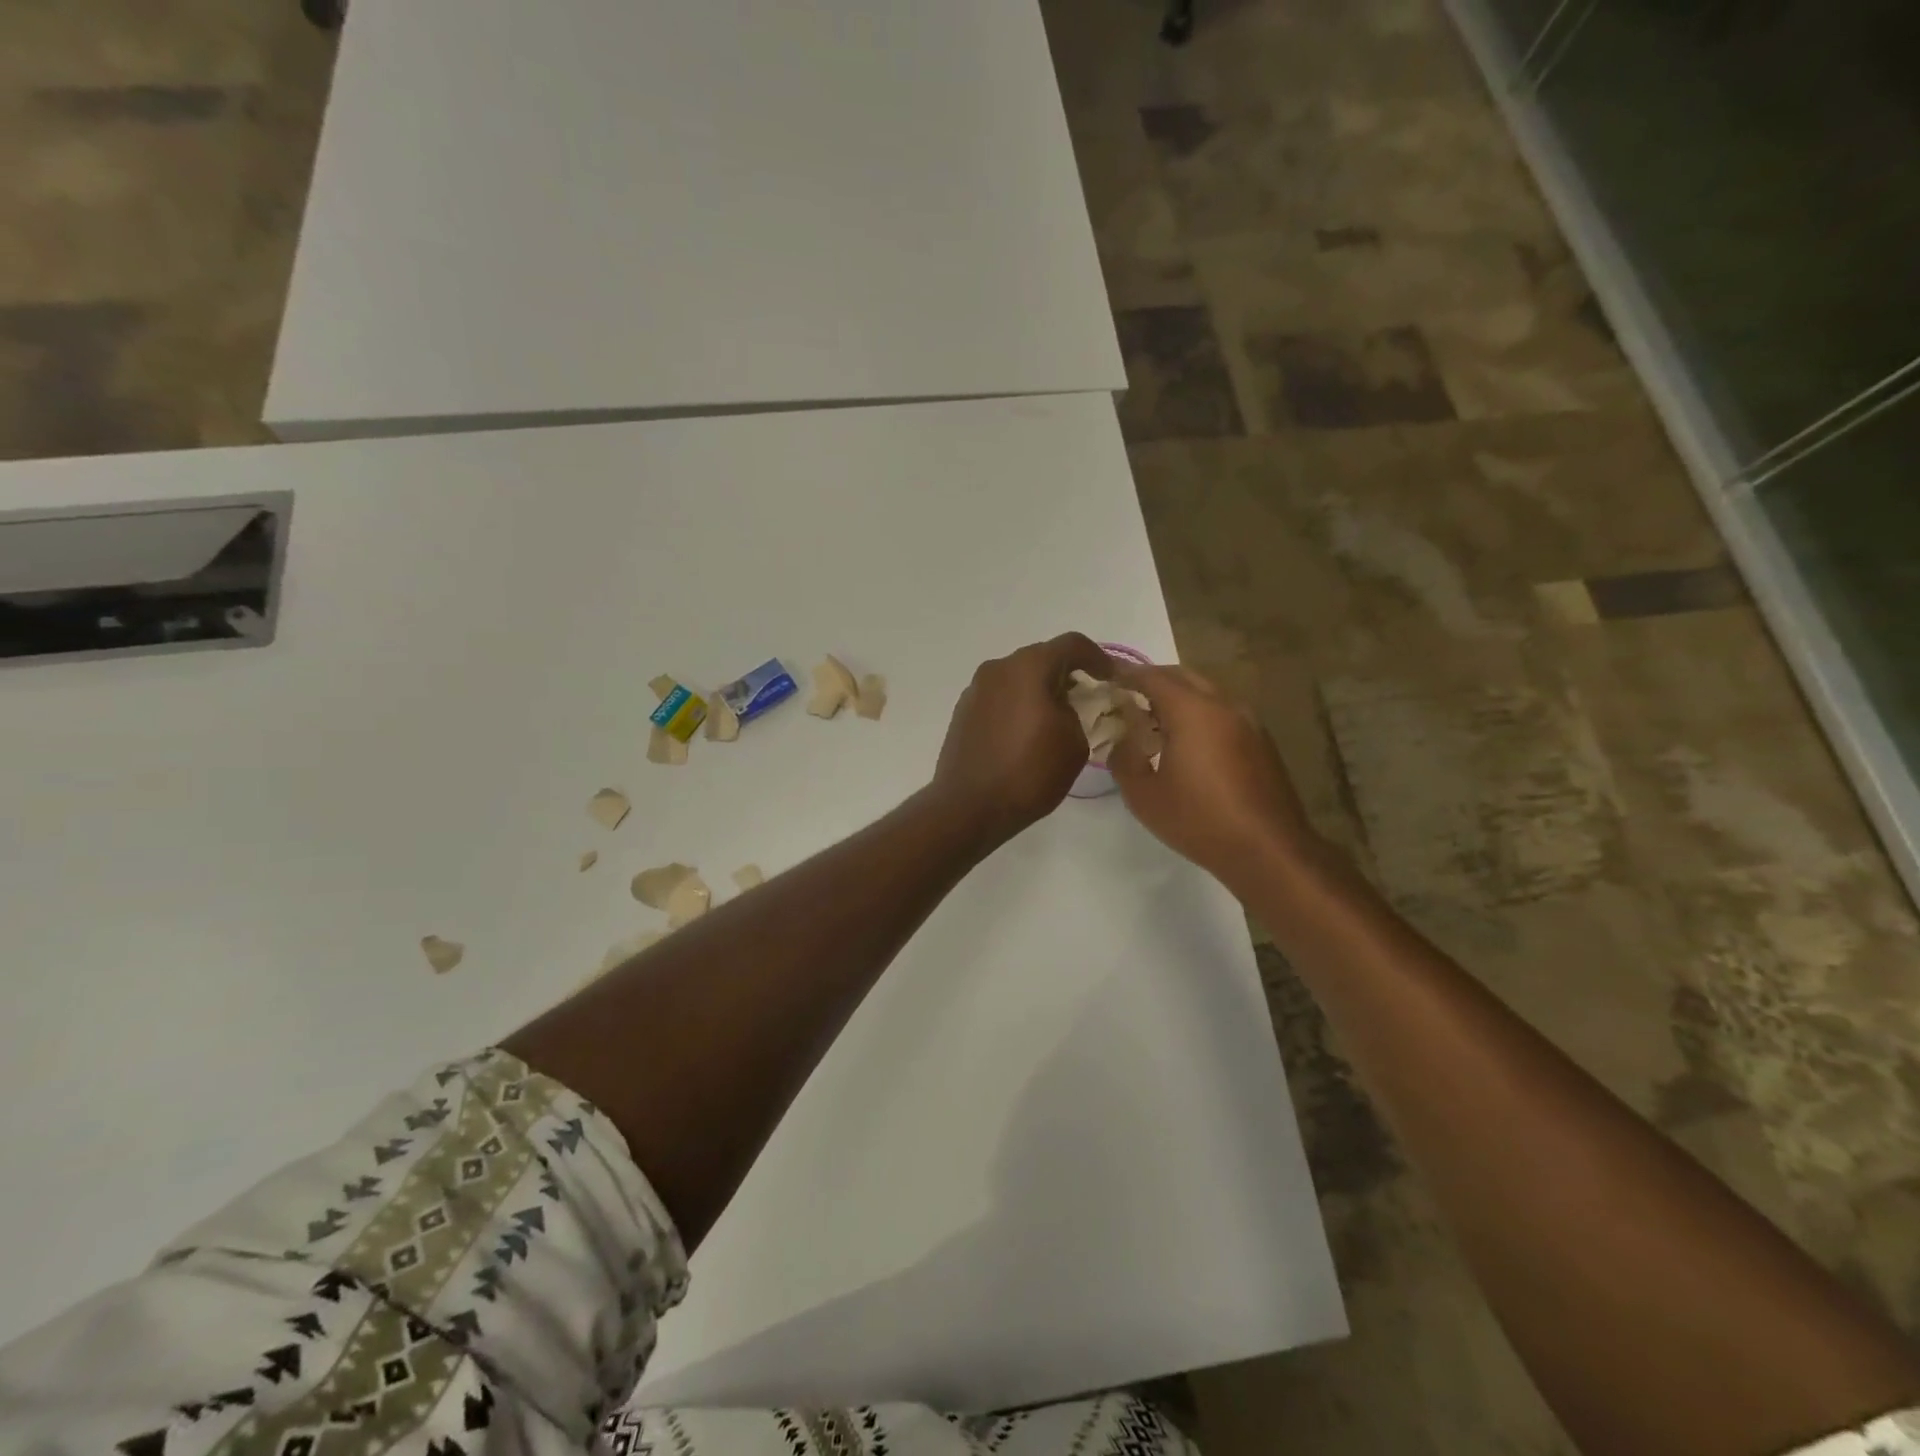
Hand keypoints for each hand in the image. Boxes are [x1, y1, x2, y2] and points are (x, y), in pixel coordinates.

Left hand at [930, 633, 1112, 847]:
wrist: (969, 807)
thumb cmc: (1028, 773)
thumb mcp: (1073, 743)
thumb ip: (1077, 713)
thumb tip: (1065, 708)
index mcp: (1028, 667)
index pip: (1072, 644)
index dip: (1098, 658)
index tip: (1111, 679)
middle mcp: (998, 669)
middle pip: (1042, 658)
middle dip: (1068, 674)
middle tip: (1087, 700)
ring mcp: (976, 689)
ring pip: (1018, 678)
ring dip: (1040, 690)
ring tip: (1057, 719)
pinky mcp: (963, 711)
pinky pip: (1000, 697)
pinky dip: (1019, 705)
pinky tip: (1027, 733)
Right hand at [1108, 664, 1321, 891]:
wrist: (1267, 850)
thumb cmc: (1199, 820)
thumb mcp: (1143, 795)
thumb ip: (1124, 758)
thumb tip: (1121, 739)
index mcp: (1192, 711)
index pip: (1152, 677)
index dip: (1125, 674)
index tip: (1105, 677)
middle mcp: (1223, 705)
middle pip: (1182, 676)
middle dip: (1152, 680)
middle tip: (1127, 697)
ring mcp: (1247, 721)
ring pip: (1206, 692)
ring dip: (1178, 696)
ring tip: (1153, 720)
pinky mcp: (1260, 740)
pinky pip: (1222, 711)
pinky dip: (1199, 713)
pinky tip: (1186, 742)